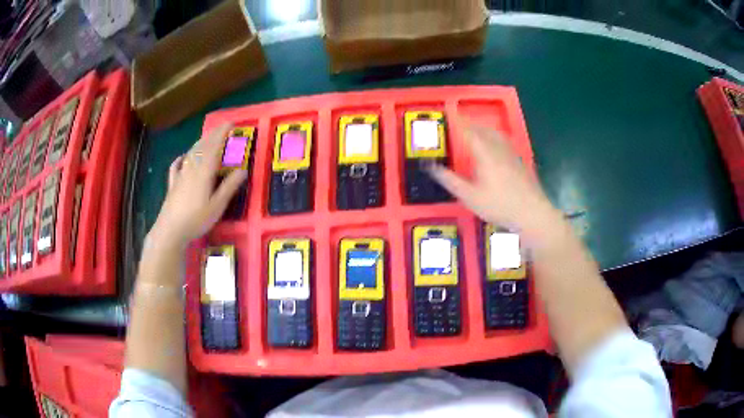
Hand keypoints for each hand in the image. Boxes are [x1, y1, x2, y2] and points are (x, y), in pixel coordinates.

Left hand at [149, 123, 246, 249]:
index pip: (214, 147)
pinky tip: (182, 157)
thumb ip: (229, 187)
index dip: (222, 134)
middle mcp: (191, 169)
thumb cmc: (196, 219)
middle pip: (202, 147)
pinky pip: (176, 166)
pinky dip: (181, 158)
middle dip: (212, 135)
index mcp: (204, 171)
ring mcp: (180, 176)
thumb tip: (243, 170)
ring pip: (190, 154)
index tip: (231, 124)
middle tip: (222, 128)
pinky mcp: (172, 185)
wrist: (170, 230)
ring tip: (207, 137)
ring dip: (199, 143)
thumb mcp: (217, 206)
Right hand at [429, 120, 556, 232]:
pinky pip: (504, 142)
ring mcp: (512, 154)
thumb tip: (430, 166)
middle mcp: (499, 149)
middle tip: (461, 125)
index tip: (450, 111)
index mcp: (485, 154)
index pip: (469, 131)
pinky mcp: (520, 162)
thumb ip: (450, 180)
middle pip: (484, 130)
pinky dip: (495, 139)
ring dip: (484, 130)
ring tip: (476, 133)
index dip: (458, 121)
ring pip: (496, 134)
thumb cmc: (499, 205)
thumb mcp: (469, 197)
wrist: (532, 213)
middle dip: (471, 125)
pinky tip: (495, 149)